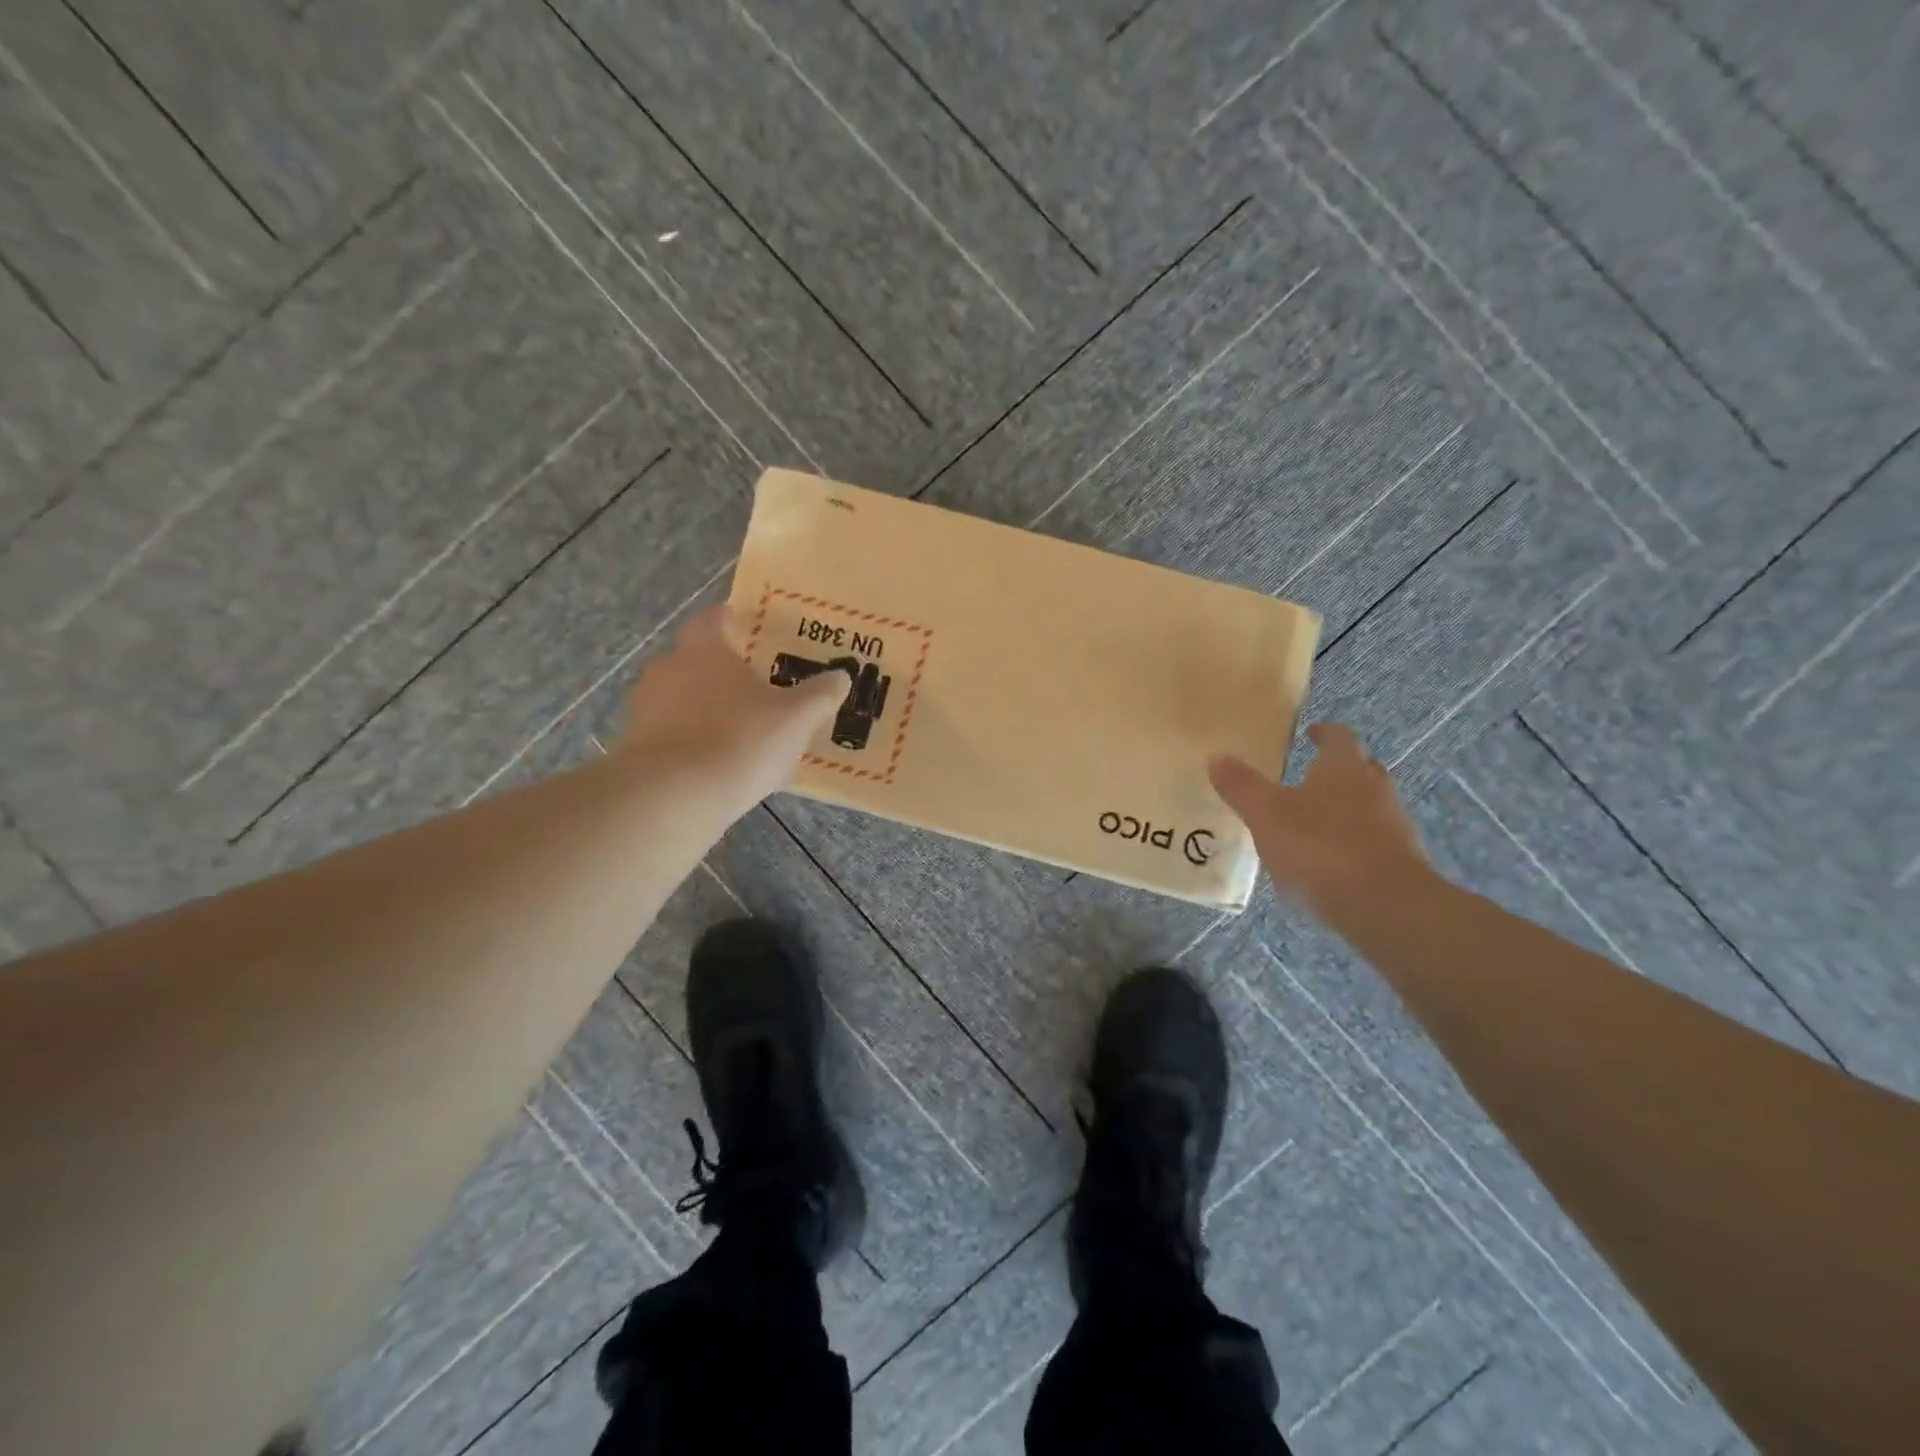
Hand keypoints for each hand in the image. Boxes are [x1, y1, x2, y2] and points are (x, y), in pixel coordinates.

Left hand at [617, 604, 849, 809]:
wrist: (673, 796)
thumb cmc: (740, 741)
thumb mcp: (795, 718)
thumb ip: (819, 695)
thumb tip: (841, 676)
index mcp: (704, 650)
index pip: (712, 619)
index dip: (729, 619)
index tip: (744, 625)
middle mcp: (667, 669)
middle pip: (693, 659)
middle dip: (718, 669)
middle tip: (750, 685)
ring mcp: (644, 709)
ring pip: (677, 698)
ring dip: (701, 708)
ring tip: (734, 729)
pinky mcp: (634, 748)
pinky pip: (667, 734)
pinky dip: (688, 741)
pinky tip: (712, 763)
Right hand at [1209, 723, 1431, 919]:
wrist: (1386, 908)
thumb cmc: (1321, 847)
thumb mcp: (1266, 814)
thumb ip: (1242, 786)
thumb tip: (1217, 756)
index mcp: (1345, 768)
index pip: (1339, 737)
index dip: (1324, 732)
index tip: (1310, 733)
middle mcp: (1375, 790)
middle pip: (1360, 770)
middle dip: (1336, 770)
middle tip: (1309, 774)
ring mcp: (1393, 828)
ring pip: (1367, 807)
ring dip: (1343, 809)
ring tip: (1310, 822)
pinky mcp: (1399, 865)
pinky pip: (1370, 843)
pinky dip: (1349, 844)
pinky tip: (1325, 863)